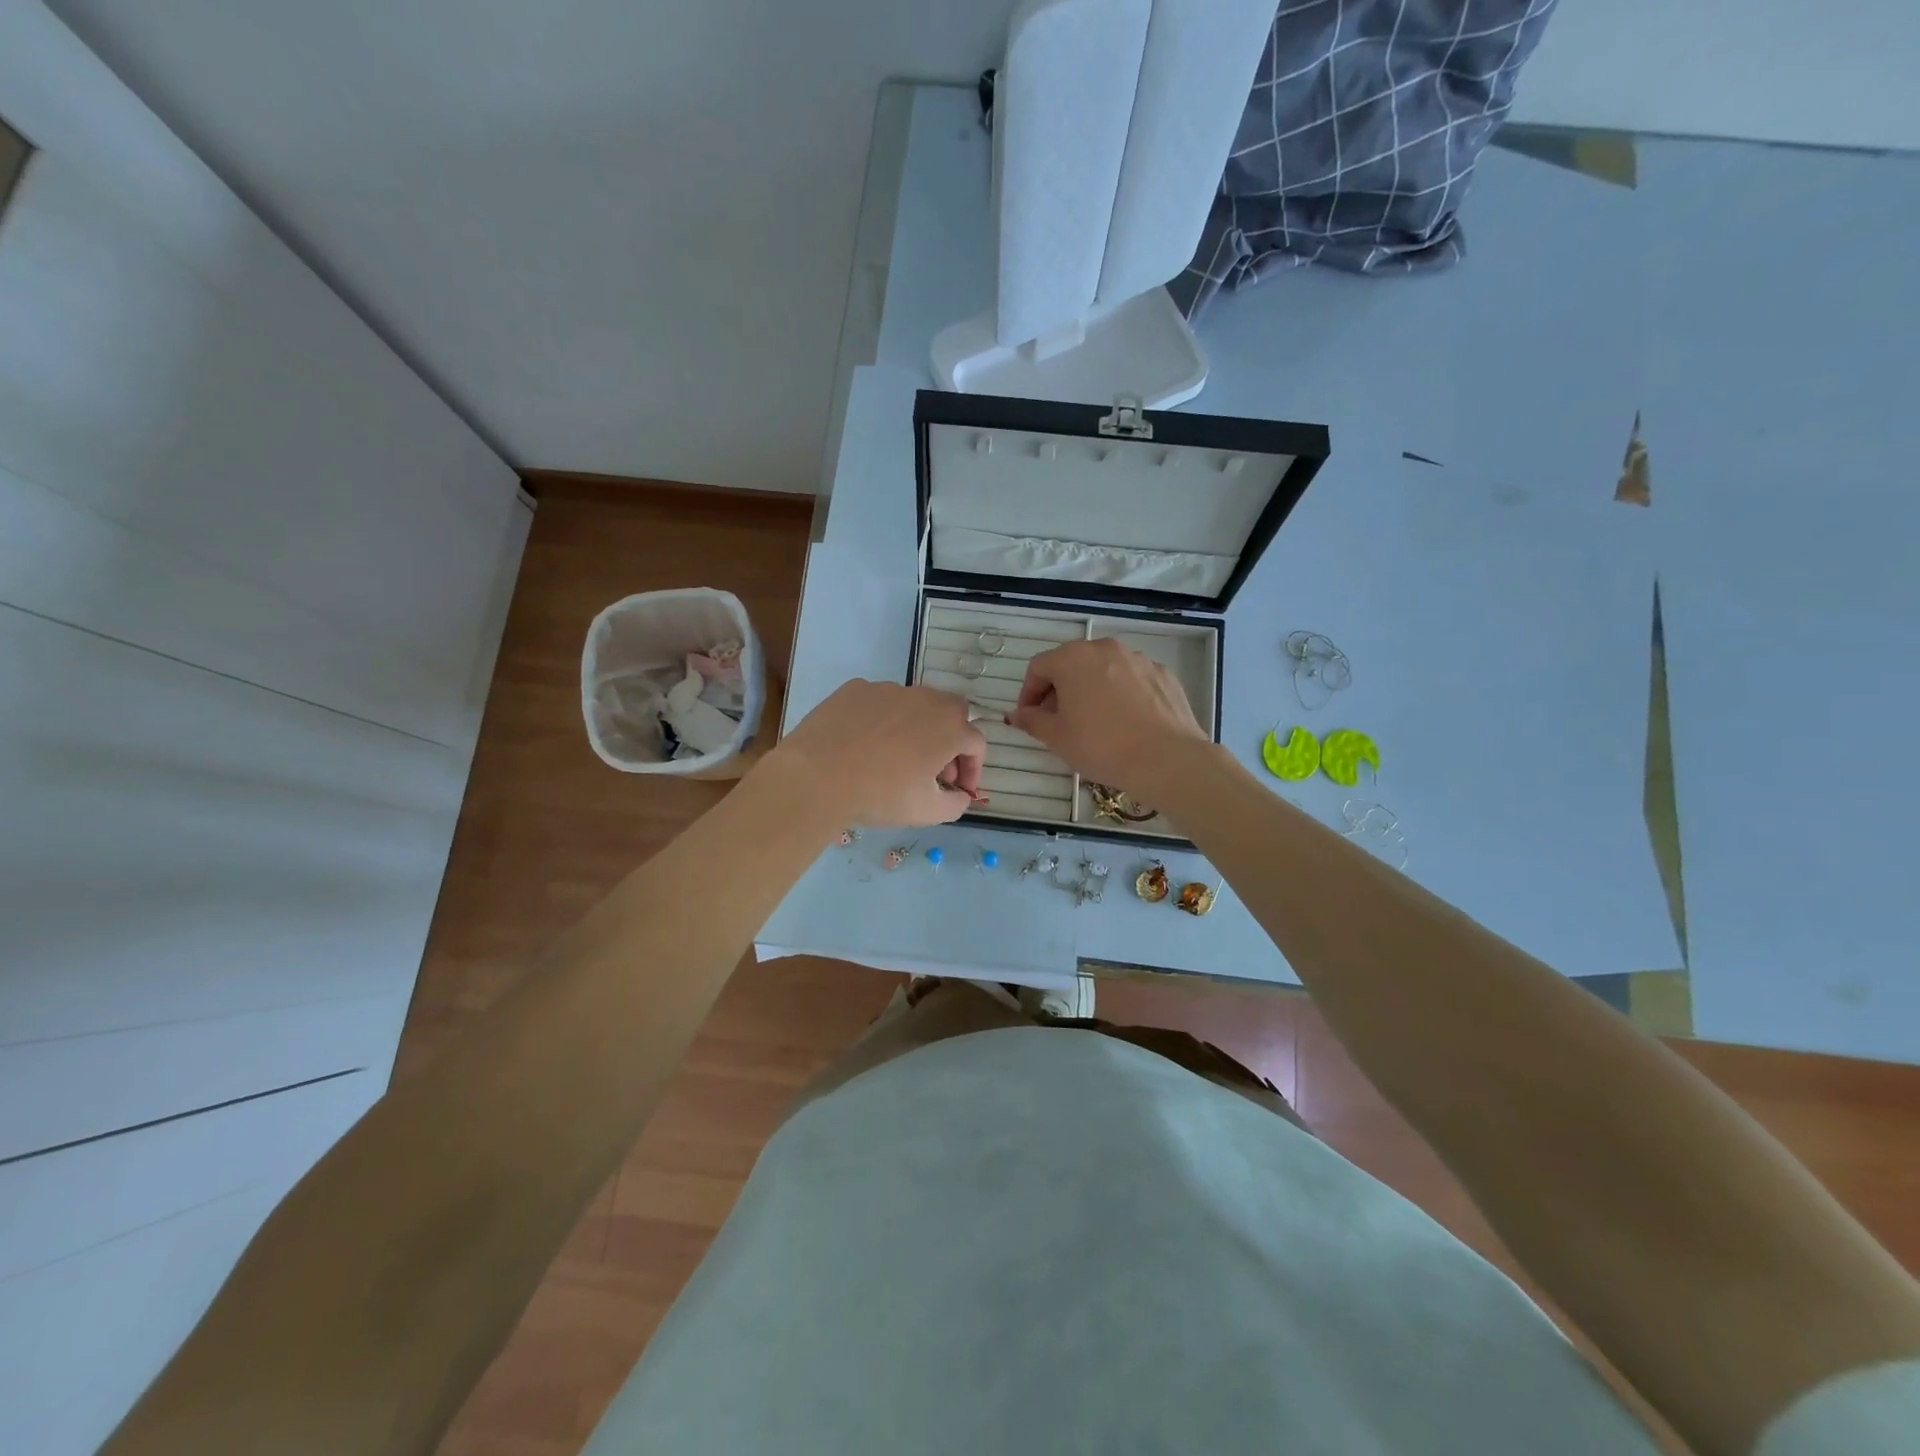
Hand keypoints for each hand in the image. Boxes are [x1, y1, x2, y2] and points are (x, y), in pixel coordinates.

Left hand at [765, 680, 986, 827]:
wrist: (817, 776)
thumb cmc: (880, 795)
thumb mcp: (927, 812)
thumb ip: (956, 803)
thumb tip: (961, 795)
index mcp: (949, 728)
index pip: (976, 744)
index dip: (973, 769)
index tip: (959, 788)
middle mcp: (925, 699)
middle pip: (952, 713)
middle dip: (951, 739)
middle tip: (934, 768)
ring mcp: (889, 689)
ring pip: (915, 704)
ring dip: (917, 727)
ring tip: (897, 756)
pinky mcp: (857, 689)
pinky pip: (880, 702)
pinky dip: (882, 720)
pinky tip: (865, 744)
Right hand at [1010, 639, 1207, 796]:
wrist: (1166, 759)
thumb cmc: (1101, 746)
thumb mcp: (1057, 738)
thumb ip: (1032, 721)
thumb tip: (1017, 714)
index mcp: (1073, 658)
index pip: (1038, 668)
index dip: (1028, 693)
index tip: (1029, 717)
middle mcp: (1105, 649)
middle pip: (1071, 663)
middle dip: (1059, 690)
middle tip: (1058, 721)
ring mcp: (1138, 659)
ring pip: (1103, 670)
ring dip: (1090, 690)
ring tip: (1093, 722)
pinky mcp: (1163, 674)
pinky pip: (1131, 680)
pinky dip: (1120, 694)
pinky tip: (1124, 722)